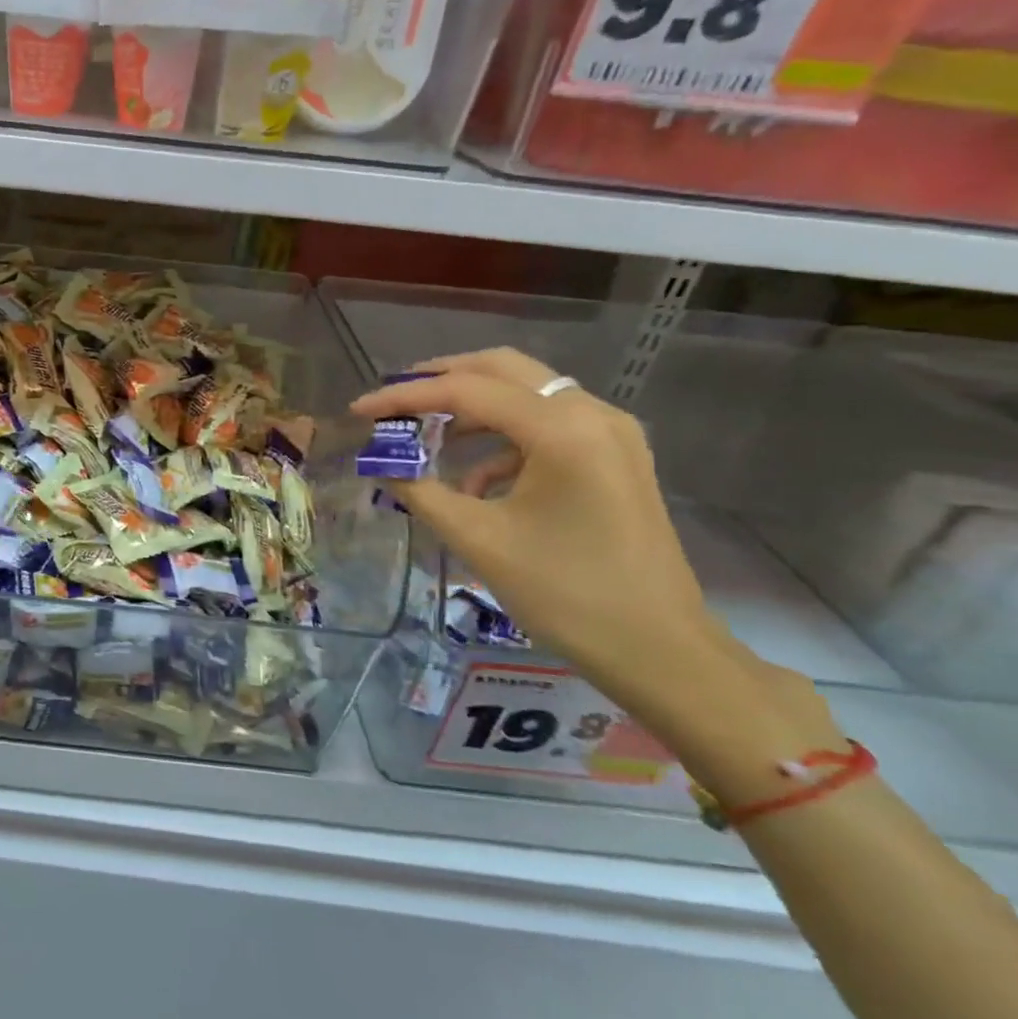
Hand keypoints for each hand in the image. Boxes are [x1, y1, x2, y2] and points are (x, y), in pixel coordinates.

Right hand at [352, 348, 725, 720]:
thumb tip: (382, 463)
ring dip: (471, 408)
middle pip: (503, 370)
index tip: (360, 409)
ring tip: (423, 436)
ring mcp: (611, 434)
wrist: (657, 648)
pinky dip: (502, 439)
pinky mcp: (615, 458)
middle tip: (393, 401)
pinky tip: (475, 481)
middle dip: (441, 380)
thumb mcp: (478, 540)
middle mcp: (592, 414)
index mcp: (562, 430)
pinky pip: (547, 426)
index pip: (466, 390)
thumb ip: (421, 491)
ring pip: (526, 394)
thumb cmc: (564, 593)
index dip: (405, 396)